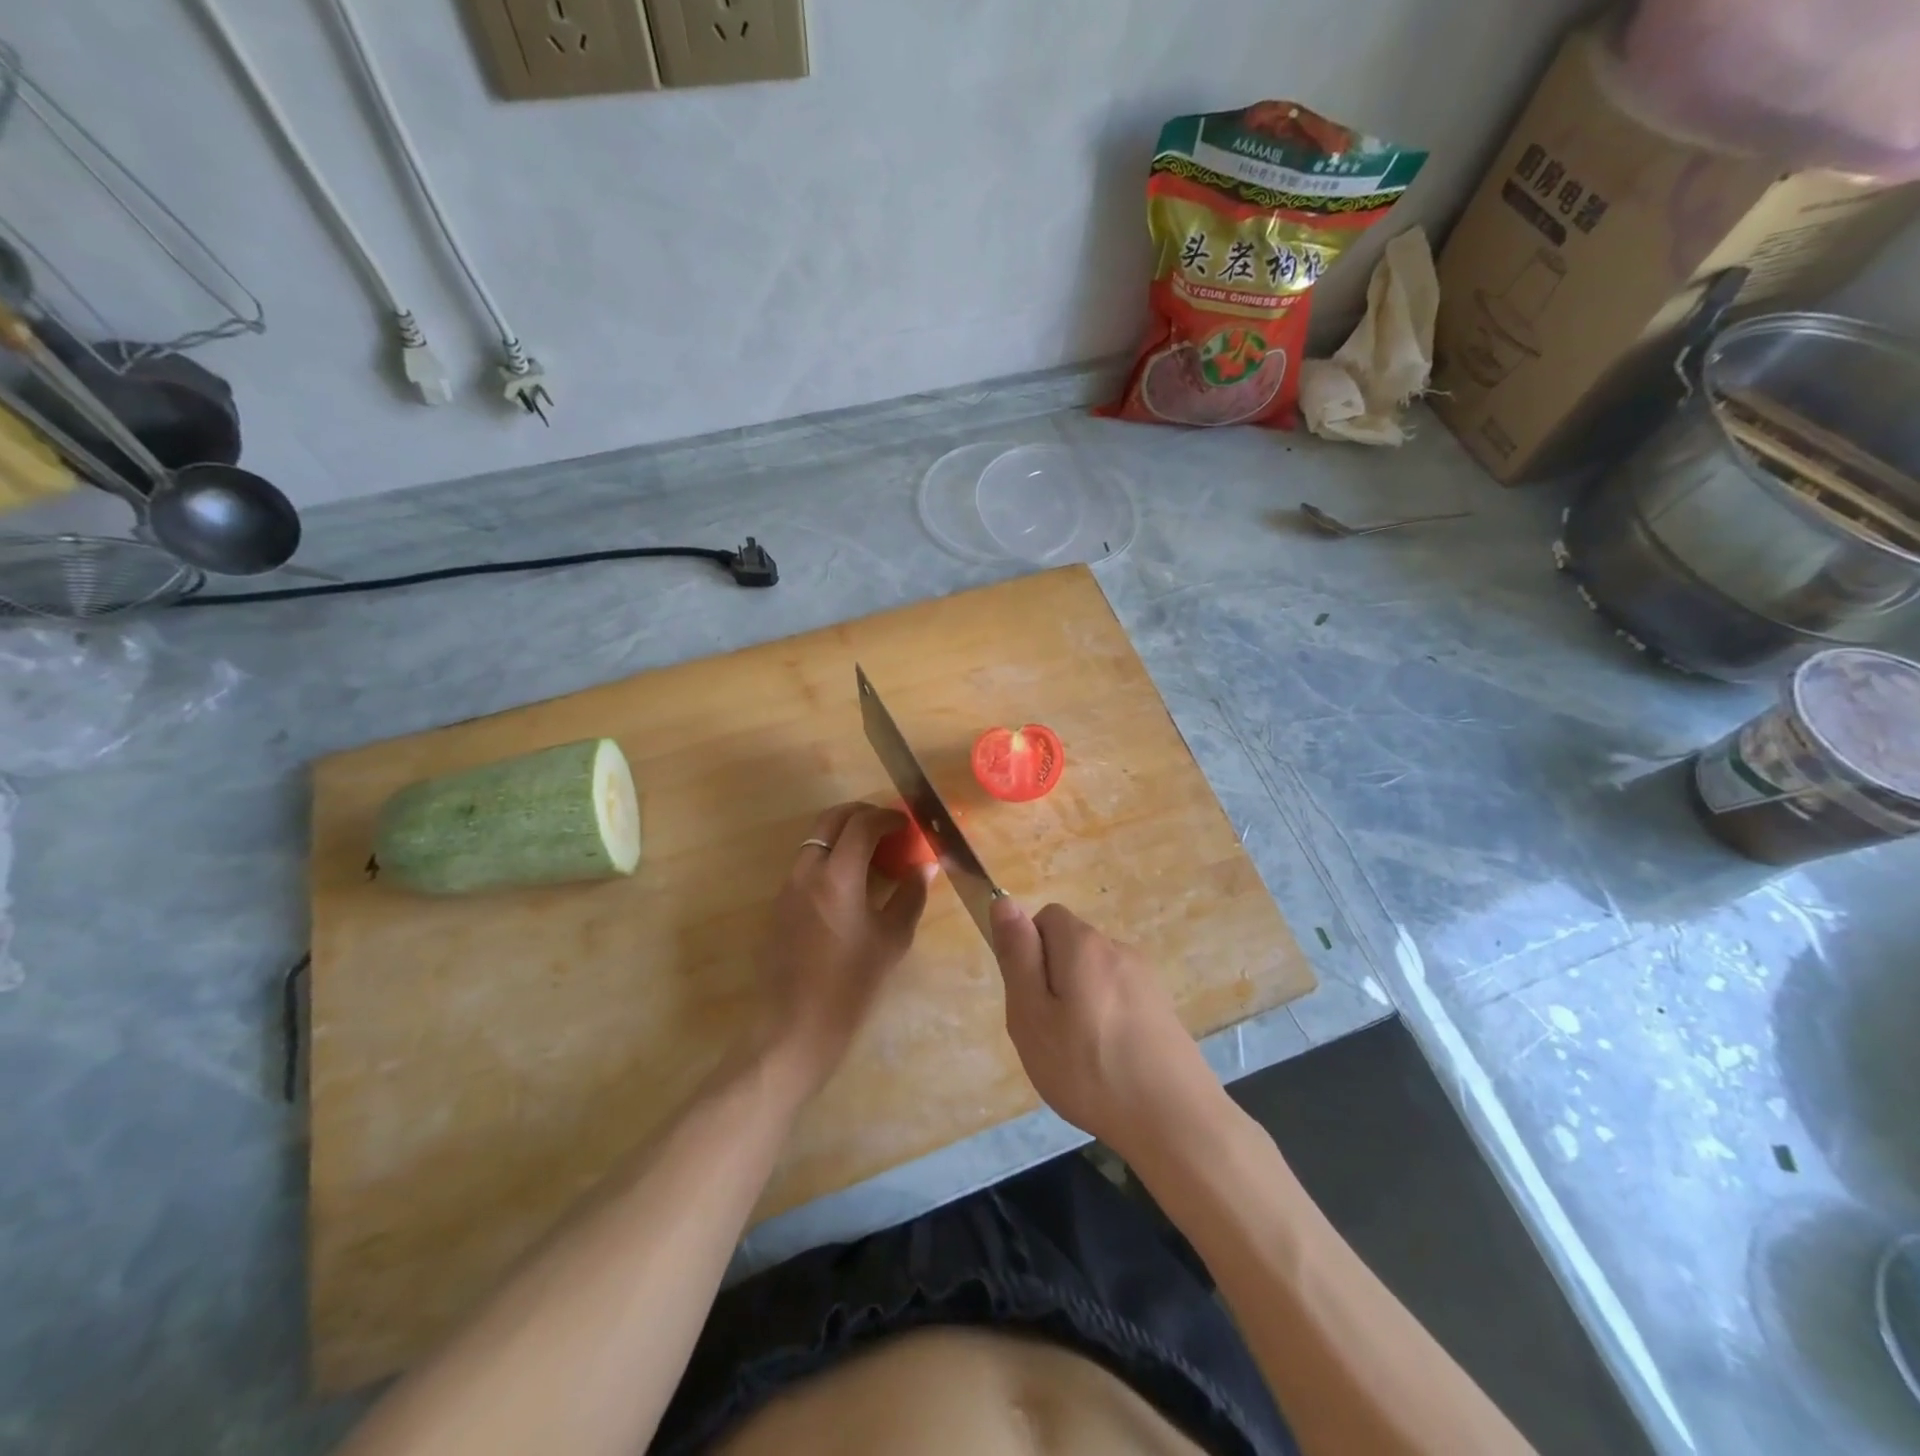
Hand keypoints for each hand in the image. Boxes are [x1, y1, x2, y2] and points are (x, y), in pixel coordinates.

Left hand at [753, 802, 931, 1097]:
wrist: (795, 1027)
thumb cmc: (852, 986)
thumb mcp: (892, 940)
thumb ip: (911, 895)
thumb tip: (925, 865)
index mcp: (837, 877)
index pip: (861, 824)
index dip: (887, 817)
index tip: (906, 824)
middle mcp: (806, 872)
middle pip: (830, 819)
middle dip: (861, 813)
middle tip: (888, 826)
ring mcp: (788, 887)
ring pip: (815, 839)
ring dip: (844, 834)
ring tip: (873, 853)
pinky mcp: (779, 905)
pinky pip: (806, 863)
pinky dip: (830, 856)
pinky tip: (851, 883)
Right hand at [990, 899, 1220, 1160]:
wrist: (1176, 1121)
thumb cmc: (1089, 1068)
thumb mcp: (1032, 1015)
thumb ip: (1017, 955)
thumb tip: (1003, 902)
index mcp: (1084, 944)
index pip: (1046, 917)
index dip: (1029, 951)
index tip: (1029, 997)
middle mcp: (1118, 949)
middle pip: (1071, 947)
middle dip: (1052, 980)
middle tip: (1048, 1033)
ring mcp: (1146, 979)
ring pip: (1094, 976)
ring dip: (1079, 1002)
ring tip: (1078, 1056)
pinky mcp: (1162, 1008)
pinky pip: (1118, 999)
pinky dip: (1106, 1020)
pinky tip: (1108, 1064)